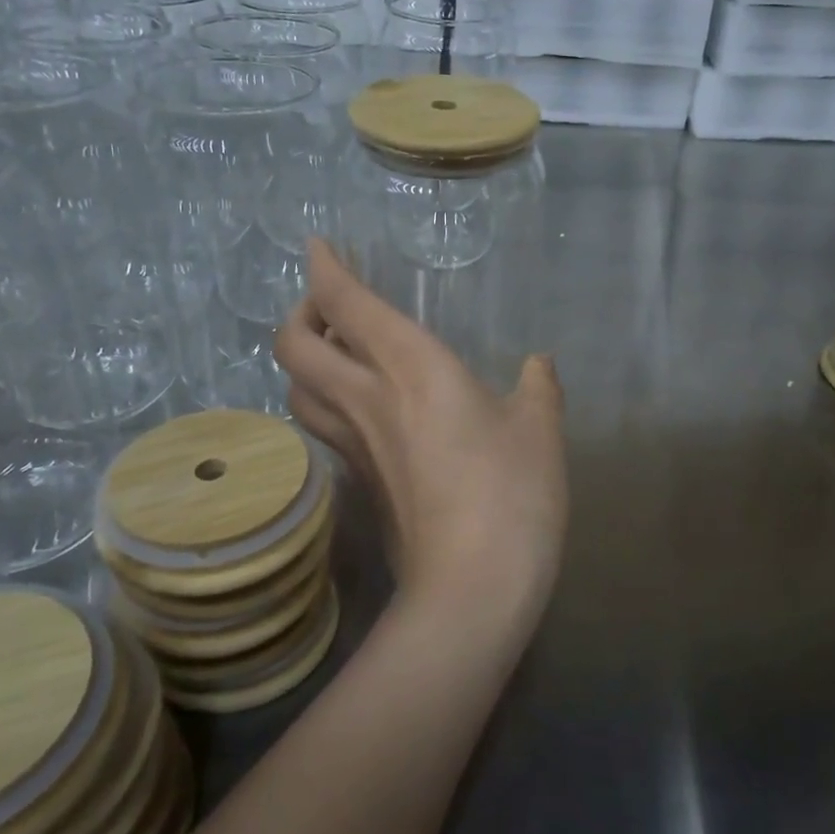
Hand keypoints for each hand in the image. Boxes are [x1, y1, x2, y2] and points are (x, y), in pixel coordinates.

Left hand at [274, 239, 567, 633]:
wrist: (471, 588)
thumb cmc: (510, 494)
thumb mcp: (539, 430)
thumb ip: (538, 387)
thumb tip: (538, 366)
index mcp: (410, 368)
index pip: (345, 303)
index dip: (324, 268)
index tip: (318, 245)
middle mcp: (367, 398)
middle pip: (295, 346)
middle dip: (300, 313)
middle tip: (327, 303)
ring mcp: (355, 446)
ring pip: (298, 389)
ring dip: (305, 359)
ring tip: (337, 351)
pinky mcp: (359, 483)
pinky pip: (325, 425)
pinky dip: (328, 400)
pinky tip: (362, 406)